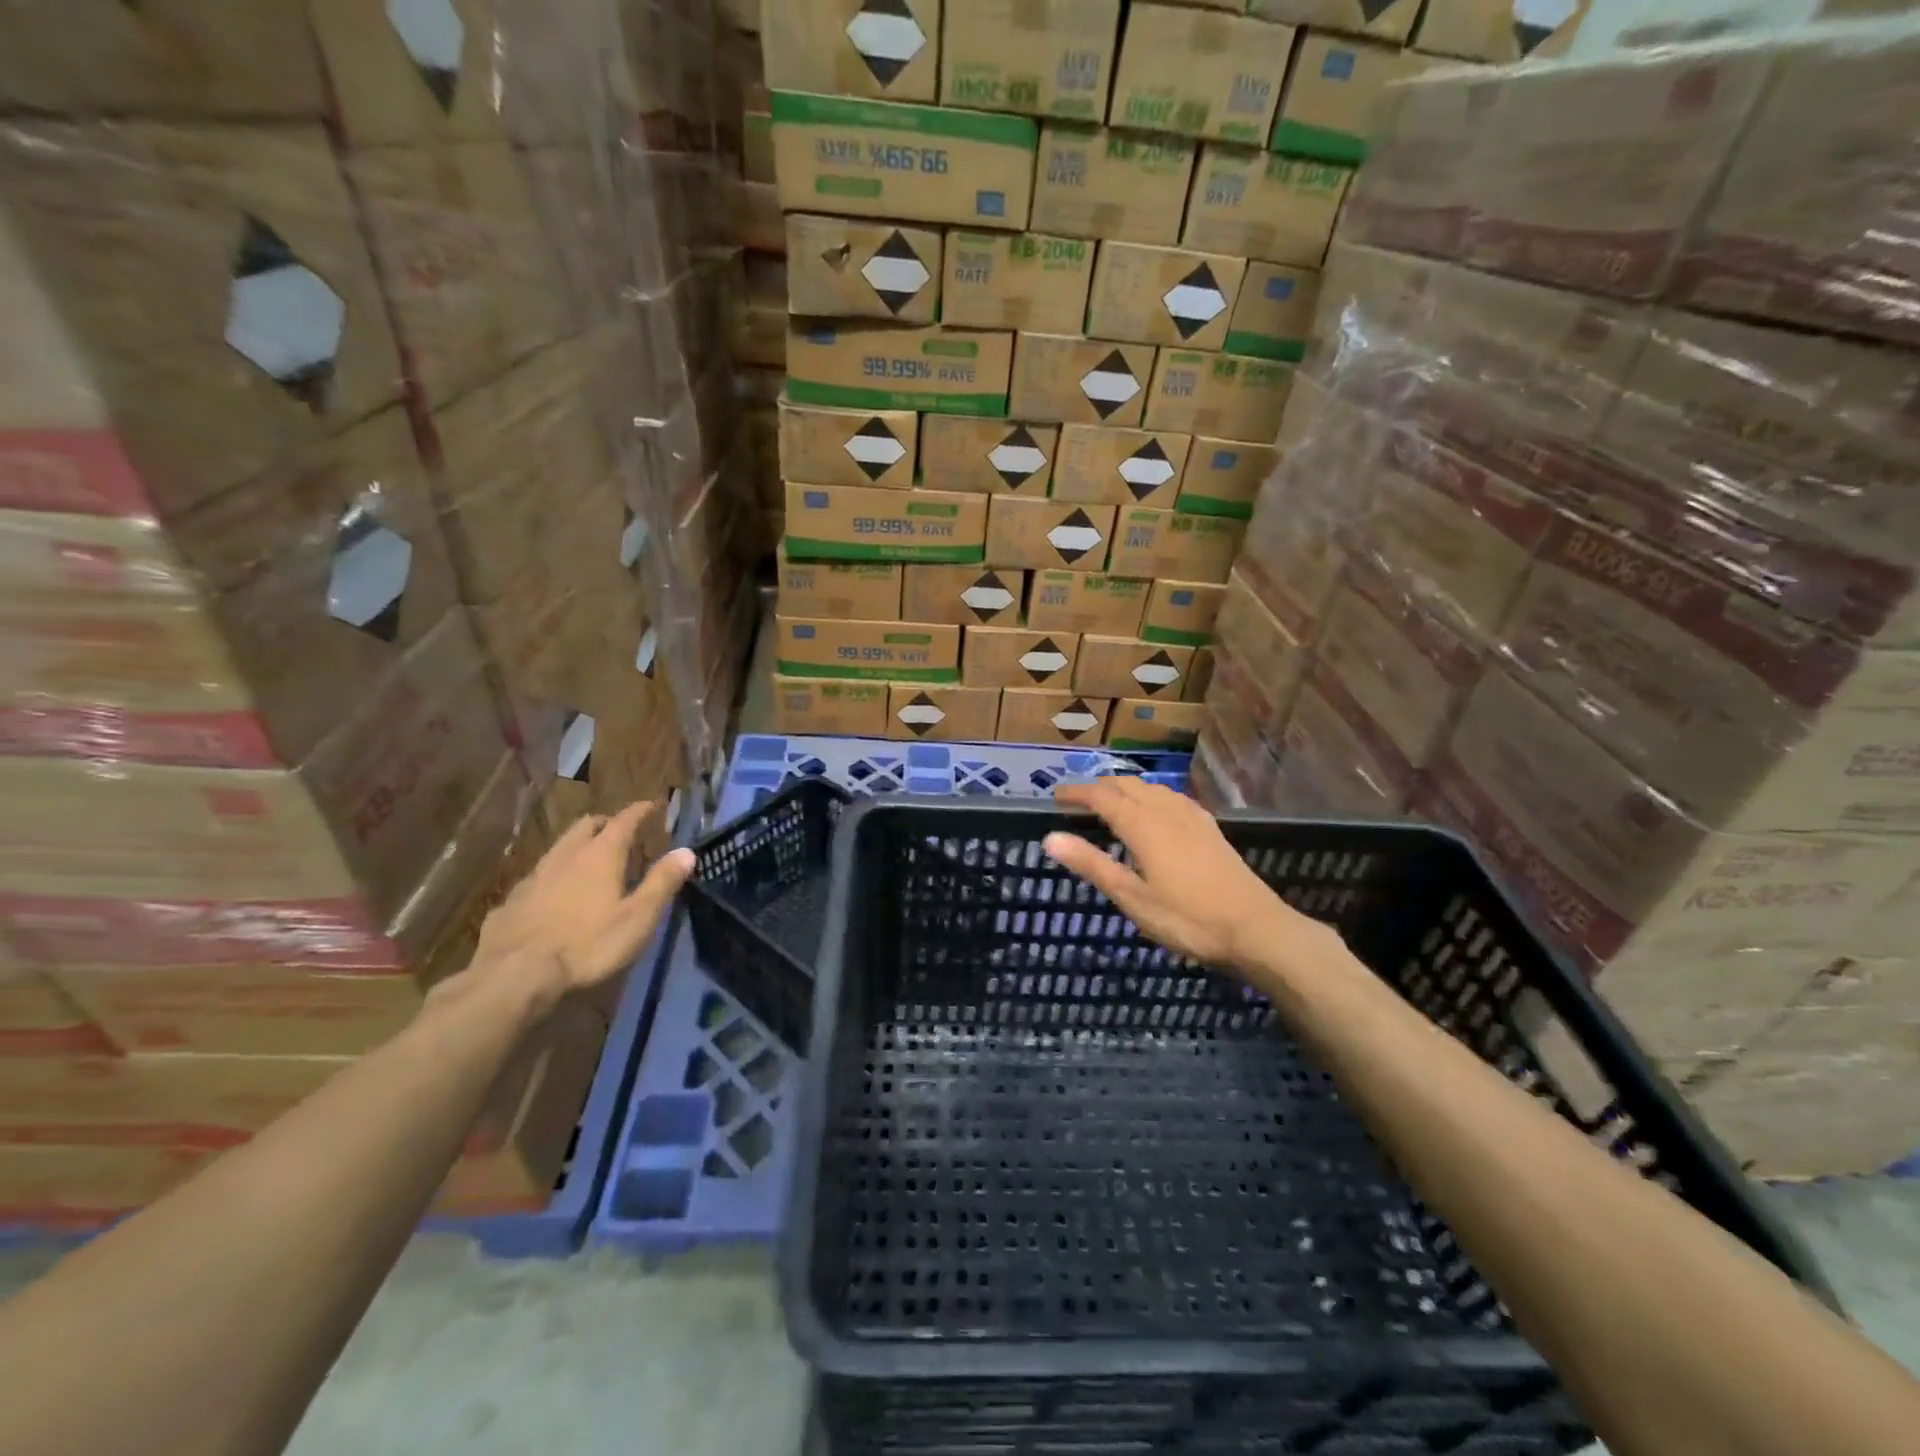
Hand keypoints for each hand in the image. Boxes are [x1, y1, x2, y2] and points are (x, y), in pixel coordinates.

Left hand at [474, 800, 695, 1002]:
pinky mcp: (512, 900)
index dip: (639, 811)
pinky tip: (555, 894)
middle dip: (605, 823)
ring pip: (559, 848)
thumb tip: (687, 852)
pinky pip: (539, 876)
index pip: (624, 820)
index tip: (651, 805)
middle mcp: (566, 855)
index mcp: (601, 855)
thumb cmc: (588, 944)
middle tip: (619, 831)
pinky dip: (554, 875)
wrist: (514, 974)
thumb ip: (662, 882)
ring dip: (577, 846)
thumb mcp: (638, 917)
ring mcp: (535, 876)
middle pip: (586, 826)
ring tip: (588, 860)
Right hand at [1046, 780, 1328, 975]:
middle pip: (1126, 784)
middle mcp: (1166, 810)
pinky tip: (1154, 812)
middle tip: (1077, 800)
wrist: (1256, 929)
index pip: (1101, 796)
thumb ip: (1091, 864)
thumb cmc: (1187, 918)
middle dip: (1098, 786)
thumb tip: (1051, 838)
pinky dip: (1150, 796)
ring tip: (1109, 803)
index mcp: (1143, 825)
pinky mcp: (1210, 827)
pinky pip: (1172, 798)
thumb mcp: (1132, 897)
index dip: (1076, 792)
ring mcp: (1192, 816)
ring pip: (1151, 788)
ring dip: (1125, 788)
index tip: (1055, 795)